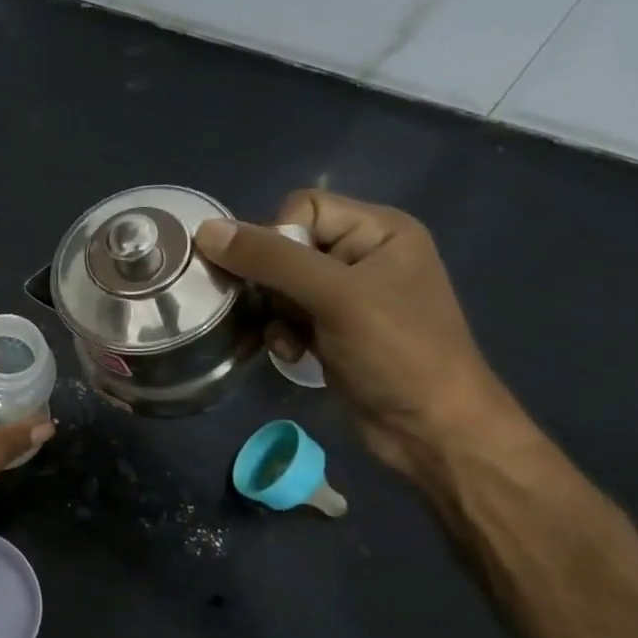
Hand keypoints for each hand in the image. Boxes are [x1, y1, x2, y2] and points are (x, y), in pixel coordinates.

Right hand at [194, 191, 520, 478]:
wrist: (431, 429)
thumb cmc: (396, 352)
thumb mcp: (334, 297)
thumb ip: (270, 259)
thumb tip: (205, 230)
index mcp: (379, 230)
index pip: (302, 207)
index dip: (278, 239)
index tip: (278, 279)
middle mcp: (363, 255)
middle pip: (286, 247)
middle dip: (271, 283)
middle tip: (281, 312)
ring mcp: (348, 295)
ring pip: (279, 284)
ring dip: (275, 313)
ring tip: (289, 340)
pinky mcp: (333, 329)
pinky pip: (287, 315)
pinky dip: (283, 333)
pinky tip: (294, 355)